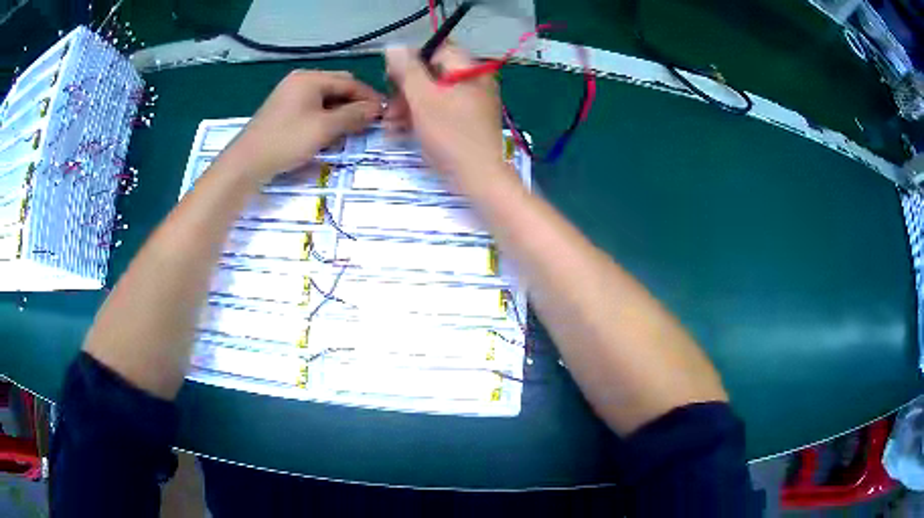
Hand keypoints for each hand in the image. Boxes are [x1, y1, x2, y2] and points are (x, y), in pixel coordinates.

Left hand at [229, 70, 382, 181]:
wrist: (246, 163)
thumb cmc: (286, 141)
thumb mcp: (324, 128)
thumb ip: (353, 115)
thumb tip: (377, 109)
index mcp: (310, 78)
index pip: (349, 82)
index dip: (369, 97)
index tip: (385, 113)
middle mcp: (300, 80)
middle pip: (337, 87)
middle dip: (355, 104)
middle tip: (369, 123)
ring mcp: (290, 94)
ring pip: (325, 99)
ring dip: (341, 112)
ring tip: (351, 131)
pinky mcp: (284, 110)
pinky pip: (312, 108)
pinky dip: (325, 118)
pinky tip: (330, 133)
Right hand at [385, 46, 504, 178]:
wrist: (479, 178)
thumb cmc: (451, 135)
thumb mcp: (423, 98)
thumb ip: (407, 70)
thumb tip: (394, 46)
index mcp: (470, 70)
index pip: (436, 51)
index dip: (409, 62)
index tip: (390, 80)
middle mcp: (474, 83)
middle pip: (433, 75)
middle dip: (405, 91)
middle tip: (388, 109)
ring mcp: (472, 104)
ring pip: (433, 95)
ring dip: (408, 107)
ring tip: (389, 125)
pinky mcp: (467, 123)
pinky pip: (441, 112)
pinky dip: (421, 118)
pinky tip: (400, 132)